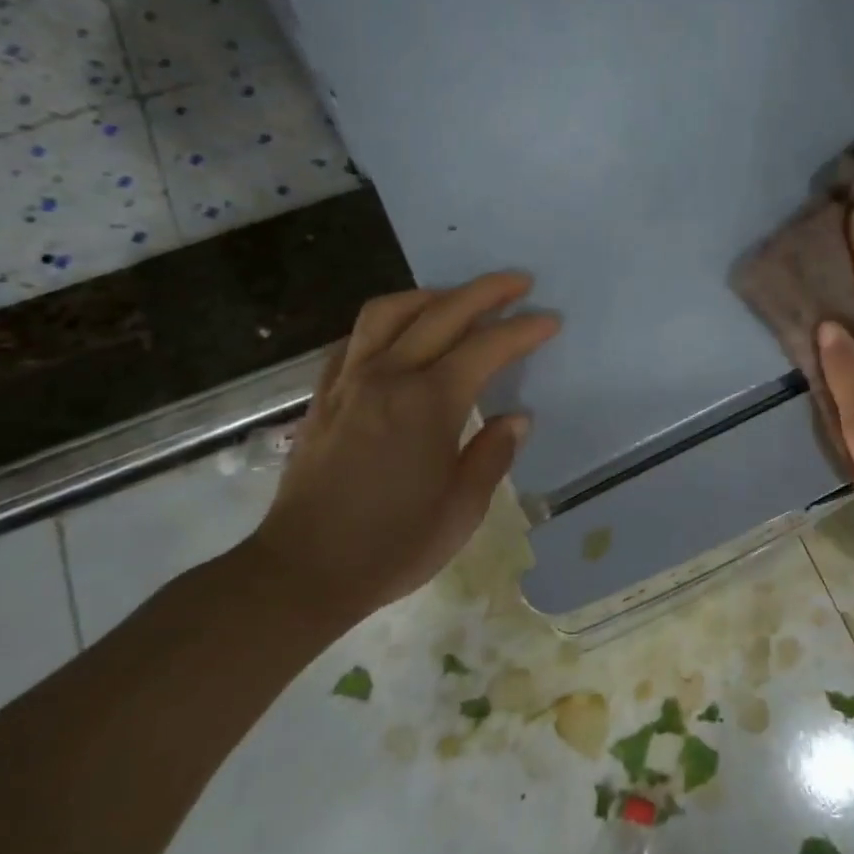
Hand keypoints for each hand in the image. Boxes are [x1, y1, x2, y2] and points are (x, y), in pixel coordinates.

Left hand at [243, 273, 559, 636]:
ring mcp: (350, 382)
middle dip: (486, 292)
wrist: (303, 571)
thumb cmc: (392, 545)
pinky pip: (353, 339)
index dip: (523, 330)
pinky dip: (384, 324)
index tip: (550, 319)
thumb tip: (515, 418)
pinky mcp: (324, 396)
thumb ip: (492, 455)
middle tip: (519, 282)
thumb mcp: (462, 510)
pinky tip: (398, 334)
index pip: (487, 348)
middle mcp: (389, 377)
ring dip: (430, 296)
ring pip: (389, 312)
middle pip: (442, 313)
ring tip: (456, 298)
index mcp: (429, 403)